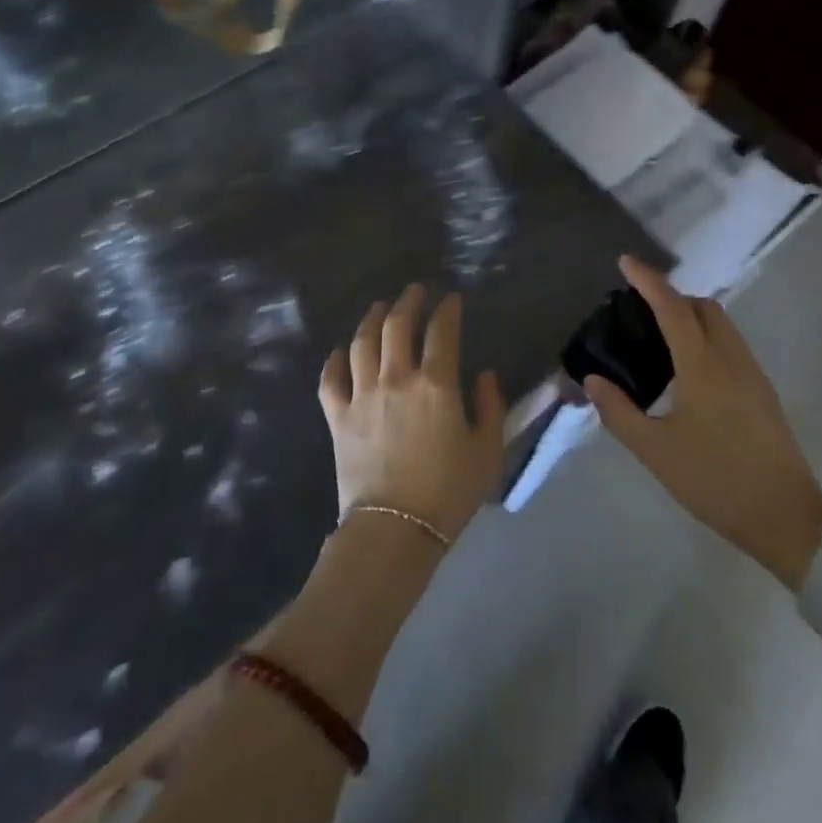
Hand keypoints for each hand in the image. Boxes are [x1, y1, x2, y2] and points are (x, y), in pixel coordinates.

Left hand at [319, 286, 505, 542]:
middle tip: (414, 292)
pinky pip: (330, 379)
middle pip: (397, 325)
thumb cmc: (448, 492)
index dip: (448, 310)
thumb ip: (491, 407)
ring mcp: (362, 395)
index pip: (442, 331)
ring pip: (362, 342)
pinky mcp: (337, 416)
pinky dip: (334, 360)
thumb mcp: (487, 451)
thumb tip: (485, 375)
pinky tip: (340, 351)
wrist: (394, 530)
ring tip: (380, 308)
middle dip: (408, 302)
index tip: (452, 300)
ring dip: (372, 319)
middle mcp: (396, 379)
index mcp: (436, 385)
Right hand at [583, 257, 821, 587]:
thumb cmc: (716, 481)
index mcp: (703, 366)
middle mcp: (731, 359)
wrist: (788, 520)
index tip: (626, 262)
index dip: (648, 281)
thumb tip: (593, 380)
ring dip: (691, 316)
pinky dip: (706, 337)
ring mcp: (753, 375)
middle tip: (640, 311)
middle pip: (704, 307)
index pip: (672, 308)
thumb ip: (620, 412)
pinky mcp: (763, 393)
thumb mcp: (656, 452)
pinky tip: (688, 370)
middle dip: (672, 296)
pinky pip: (731, 345)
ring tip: (659, 338)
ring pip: (722, 325)